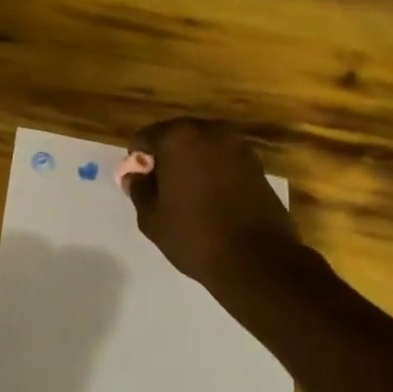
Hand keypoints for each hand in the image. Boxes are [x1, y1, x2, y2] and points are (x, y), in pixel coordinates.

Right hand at [123, 118, 302, 285]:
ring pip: (203, 147)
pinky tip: (213, 200)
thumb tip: (134, 176)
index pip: (145, 137)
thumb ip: (139, 190)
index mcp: (179, 138)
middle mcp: (211, 131)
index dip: (138, 161)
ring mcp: (239, 146)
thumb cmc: (195, 236)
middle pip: (177, 137)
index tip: (141, 184)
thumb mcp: (152, 219)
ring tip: (189, 196)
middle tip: (162, 190)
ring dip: (192, 164)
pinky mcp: (258, 164)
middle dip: (166, 158)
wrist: (257, 259)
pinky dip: (214, 172)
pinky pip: (224, 160)